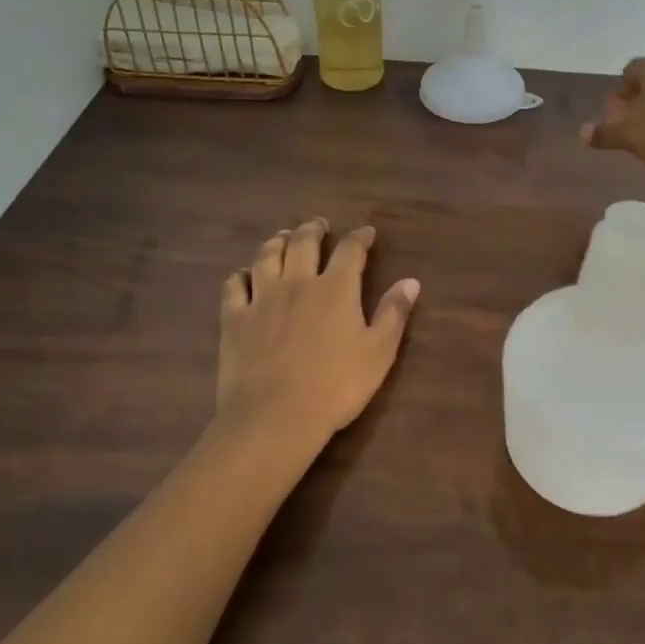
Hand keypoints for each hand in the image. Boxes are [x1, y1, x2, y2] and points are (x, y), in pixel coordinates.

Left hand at [211, 219, 419, 460]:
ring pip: (266, 256)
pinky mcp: (234, 319)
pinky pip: (234, 286)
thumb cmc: (336, 387)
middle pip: (303, 243)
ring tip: (283, 237)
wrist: (275, 417)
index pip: (350, 250)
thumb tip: (411, 281)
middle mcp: (297, 282)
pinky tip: (244, 276)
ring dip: (276, 241)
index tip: (366, 233)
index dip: (360, 238)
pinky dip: (241, 275)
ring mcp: (262, 298)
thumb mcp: (379, 353)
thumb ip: (394, 314)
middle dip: (313, 229)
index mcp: (335, 288)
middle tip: (319, 225)